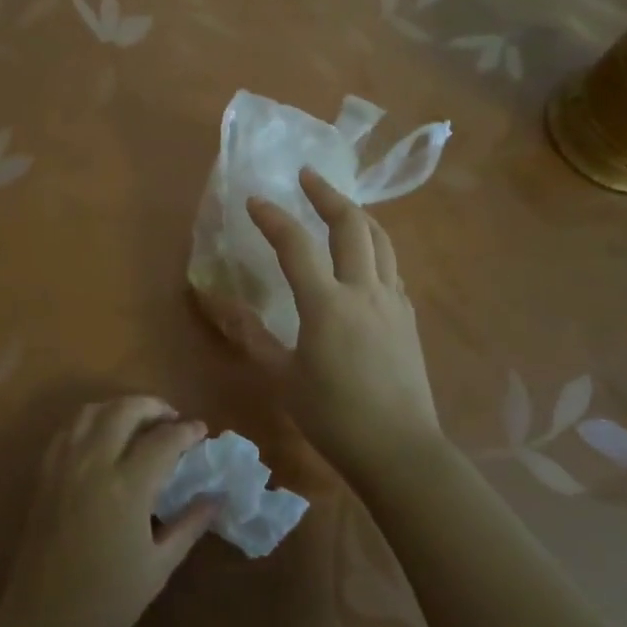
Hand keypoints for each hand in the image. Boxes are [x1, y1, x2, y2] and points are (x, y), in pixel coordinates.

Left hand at [0, 397, 215, 626]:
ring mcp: (64, 465)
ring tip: (139, 423)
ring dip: (120, 408)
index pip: (164, 439)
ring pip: (92, 410)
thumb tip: (217, 498)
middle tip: (172, 420)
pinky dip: (90, 421)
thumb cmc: (107, 605)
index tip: (202, 431)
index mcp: (126, 487)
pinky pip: (68, 430)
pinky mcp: (44, 474)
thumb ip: (189, 525)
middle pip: (125, 410)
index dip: (187, 431)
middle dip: (154, 407)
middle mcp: (93, 463)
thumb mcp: (158, 567)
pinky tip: (103, 438)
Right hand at [246, 168, 441, 475]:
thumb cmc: (334, 417)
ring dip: (357, 214)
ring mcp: (393, 301)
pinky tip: (363, 256)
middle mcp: (364, 291)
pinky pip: (391, 266)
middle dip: (327, 195)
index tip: (254, 201)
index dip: (273, 218)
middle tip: (307, 176)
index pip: (296, 246)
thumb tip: (218, 305)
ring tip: (337, 204)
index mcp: (328, 305)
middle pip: (351, 225)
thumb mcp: (282, 378)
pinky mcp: (408, 317)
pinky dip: (373, 246)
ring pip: (380, 240)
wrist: (400, 450)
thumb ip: (252, 336)